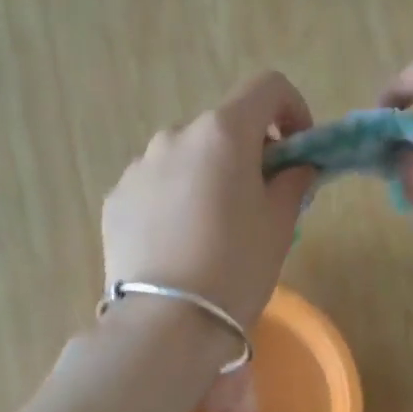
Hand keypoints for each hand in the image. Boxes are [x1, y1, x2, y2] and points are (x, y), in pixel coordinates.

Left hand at [102, 72, 315, 329]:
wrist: (165, 323)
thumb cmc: (235, 268)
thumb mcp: (279, 226)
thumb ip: (293, 182)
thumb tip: (296, 167)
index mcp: (222, 133)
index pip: (266, 88)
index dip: (292, 109)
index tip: (297, 150)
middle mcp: (174, 136)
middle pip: (222, 127)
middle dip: (246, 152)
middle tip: (258, 199)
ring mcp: (138, 167)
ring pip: (185, 157)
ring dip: (206, 175)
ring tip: (212, 229)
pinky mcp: (115, 199)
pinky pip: (154, 185)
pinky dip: (173, 199)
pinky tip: (178, 243)